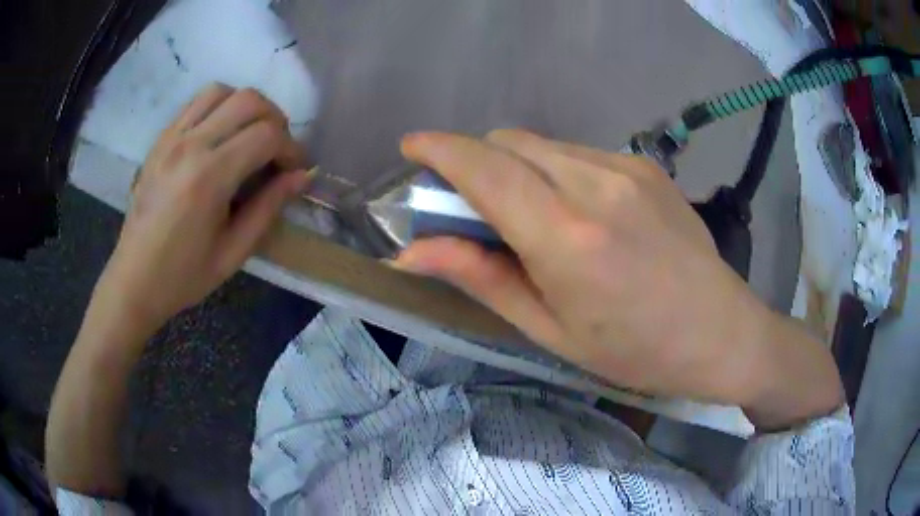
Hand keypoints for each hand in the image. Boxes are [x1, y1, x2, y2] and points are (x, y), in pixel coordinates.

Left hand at [96, 84, 310, 332]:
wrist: (134, 279)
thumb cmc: (183, 275)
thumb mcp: (233, 252)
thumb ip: (269, 207)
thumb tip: (303, 176)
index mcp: (209, 178)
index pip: (266, 135)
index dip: (291, 148)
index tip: (296, 169)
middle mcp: (190, 145)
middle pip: (248, 101)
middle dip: (275, 120)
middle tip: (277, 150)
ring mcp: (171, 138)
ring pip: (222, 91)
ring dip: (245, 106)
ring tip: (249, 135)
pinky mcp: (160, 140)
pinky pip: (196, 102)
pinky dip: (219, 107)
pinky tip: (221, 134)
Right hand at [397, 129, 842, 427]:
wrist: (721, 332)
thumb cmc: (635, 350)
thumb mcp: (550, 329)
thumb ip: (480, 277)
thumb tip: (412, 252)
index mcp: (567, 236)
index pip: (485, 167)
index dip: (439, 149)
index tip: (411, 147)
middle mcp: (595, 184)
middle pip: (509, 142)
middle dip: (475, 161)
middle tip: (471, 205)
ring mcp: (626, 167)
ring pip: (542, 143)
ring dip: (516, 166)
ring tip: (531, 214)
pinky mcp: (646, 166)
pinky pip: (578, 152)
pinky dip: (555, 169)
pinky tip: (578, 211)